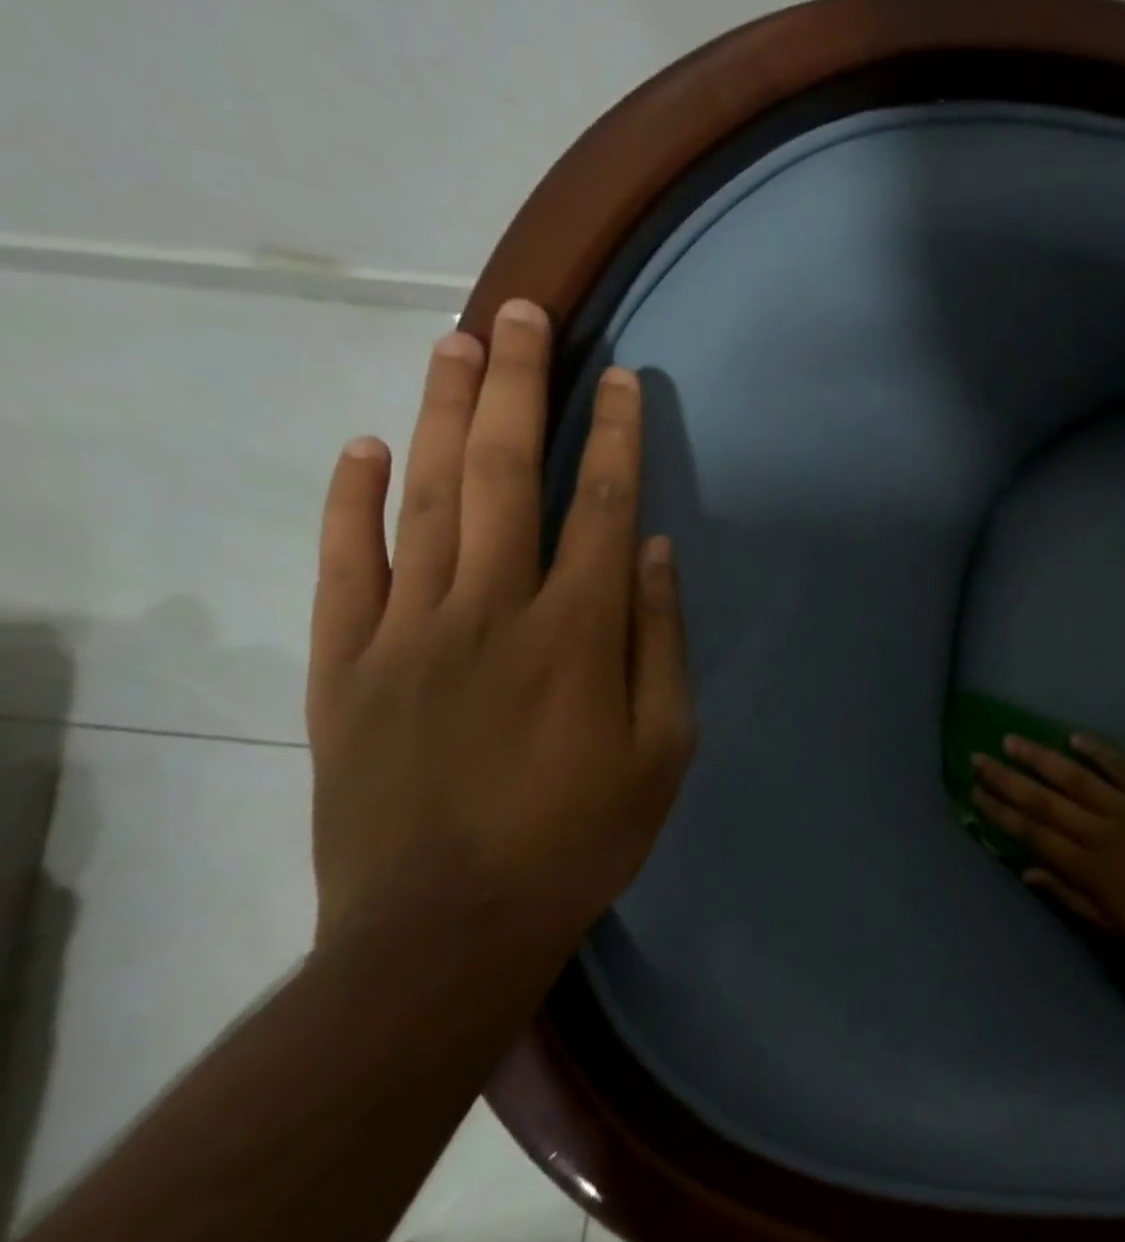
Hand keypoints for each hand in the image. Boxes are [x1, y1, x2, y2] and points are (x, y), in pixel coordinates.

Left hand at [305, 299, 696, 963]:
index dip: (617, 436)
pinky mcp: (348, 665)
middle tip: (524, 313)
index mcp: (578, 633)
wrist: (446, 928)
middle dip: (520, 387)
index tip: (624, 379)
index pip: (604, 507)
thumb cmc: (580, 835)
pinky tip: (364, 445)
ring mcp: (409, 632)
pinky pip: (345, 565)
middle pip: (506, 475)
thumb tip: (658, 554)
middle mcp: (492, 610)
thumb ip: (660, 644)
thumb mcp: (662, 749)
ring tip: (456, 343)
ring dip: (442, 414)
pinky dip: (350, 500)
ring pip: (424, 499)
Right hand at [971, 734, 1124, 950]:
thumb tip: (1028, 871)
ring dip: (1042, 758)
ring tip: (1012, 740)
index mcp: (1088, 868)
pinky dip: (1100, 751)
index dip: (1002, 812)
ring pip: (1077, 778)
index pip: (1034, 834)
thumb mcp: (1115, 932)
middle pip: (1046, 801)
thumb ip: (1070, 898)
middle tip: (979, 757)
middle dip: (1008, 779)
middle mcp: (1101, 832)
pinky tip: (1075, 737)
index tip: (975, 793)